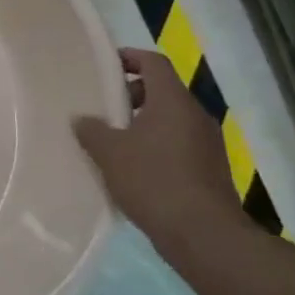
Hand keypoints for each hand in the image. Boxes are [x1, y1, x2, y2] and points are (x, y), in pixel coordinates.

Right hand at [74, 48, 247, 257]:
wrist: (205, 237)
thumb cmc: (154, 181)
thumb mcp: (110, 153)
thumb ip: (92, 130)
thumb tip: (82, 119)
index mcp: (173, 101)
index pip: (153, 62)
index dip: (129, 57)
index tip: (105, 66)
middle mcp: (195, 115)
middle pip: (162, 90)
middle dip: (132, 95)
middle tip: (104, 108)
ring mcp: (208, 144)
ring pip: (171, 120)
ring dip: (143, 124)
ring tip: (115, 142)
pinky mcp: (212, 170)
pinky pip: (179, 145)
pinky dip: (157, 147)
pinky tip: (135, 170)